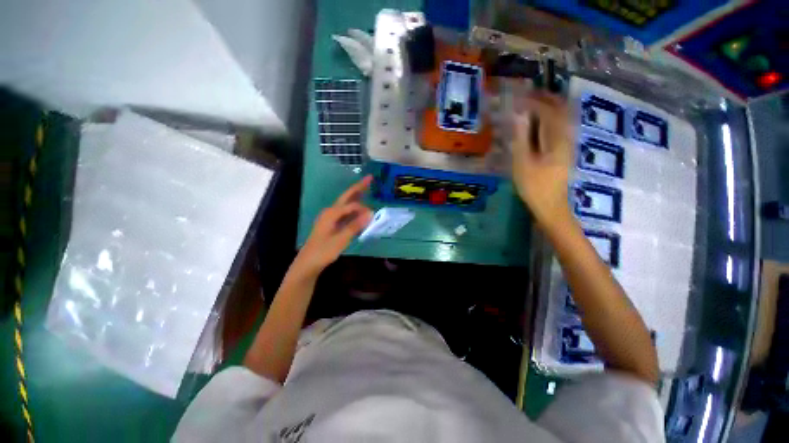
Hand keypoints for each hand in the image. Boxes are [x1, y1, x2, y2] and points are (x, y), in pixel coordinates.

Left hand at [292, 176, 373, 277]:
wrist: (308, 263)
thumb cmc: (323, 251)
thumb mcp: (340, 239)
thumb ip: (355, 226)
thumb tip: (370, 213)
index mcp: (331, 213)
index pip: (351, 205)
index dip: (363, 208)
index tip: (373, 215)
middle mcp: (330, 211)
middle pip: (347, 196)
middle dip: (358, 187)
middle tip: (370, 178)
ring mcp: (330, 217)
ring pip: (346, 203)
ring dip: (356, 197)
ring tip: (366, 189)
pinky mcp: (331, 223)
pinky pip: (345, 212)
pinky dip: (353, 209)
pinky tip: (358, 210)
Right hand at [510, 92, 574, 226]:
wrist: (551, 205)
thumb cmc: (534, 186)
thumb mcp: (522, 163)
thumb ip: (521, 138)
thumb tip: (519, 115)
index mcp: (557, 139)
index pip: (548, 111)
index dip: (533, 102)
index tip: (517, 98)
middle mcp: (567, 137)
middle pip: (561, 109)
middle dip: (545, 99)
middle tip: (527, 95)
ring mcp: (568, 144)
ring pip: (563, 117)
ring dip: (549, 106)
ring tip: (532, 104)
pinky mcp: (564, 150)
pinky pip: (560, 126)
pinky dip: (550, 118)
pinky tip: (540, 122)